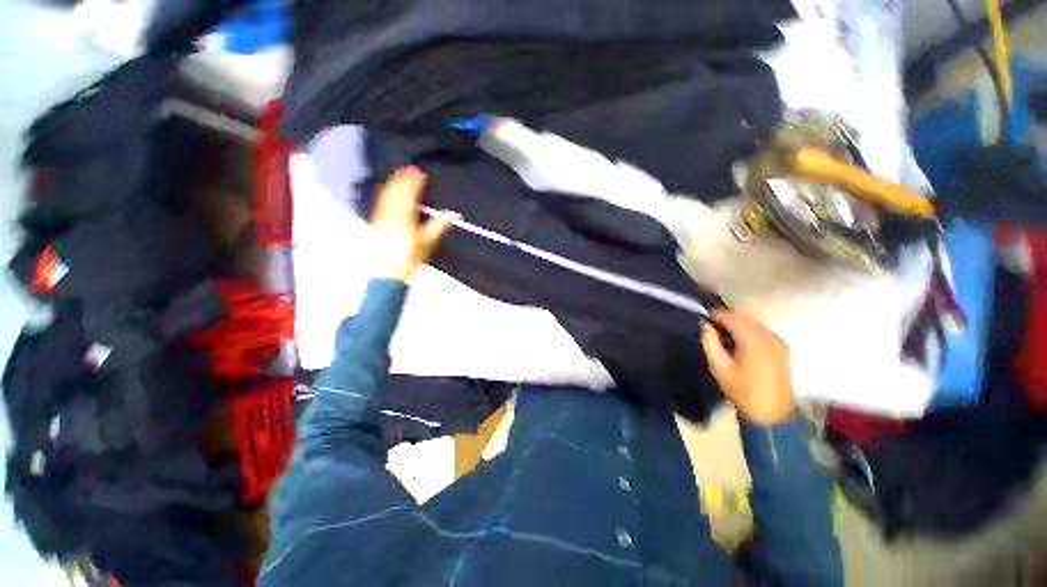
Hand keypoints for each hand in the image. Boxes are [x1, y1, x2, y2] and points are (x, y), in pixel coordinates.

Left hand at [371, 167, 457, 280]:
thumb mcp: (428, 243)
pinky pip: (380, 205)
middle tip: (408, 169)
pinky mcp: (376, 225)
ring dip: (392, 185)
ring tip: (399, 177)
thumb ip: (439, 226)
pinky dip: (385, 195)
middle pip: (395, 193)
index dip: (414, 183)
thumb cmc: (409, 258)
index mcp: (404, 217)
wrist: (388, 273)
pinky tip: (387, 194)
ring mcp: (381, 219)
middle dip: (402, 180)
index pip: (409, 195)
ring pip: (386, 197)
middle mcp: (390, 214)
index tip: (420, 173)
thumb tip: (454, 214)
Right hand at [701, 309, 793, 424]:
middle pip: (745, 317)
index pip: (732, 317)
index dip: (717, 314)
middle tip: (712, 323)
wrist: (771, 413)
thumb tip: (705, 326)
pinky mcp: (782, 349)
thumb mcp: (719, 367)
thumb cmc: (741, 390)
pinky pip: (763, 330)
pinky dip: (749, 329)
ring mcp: (778, 342)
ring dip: (739, 322)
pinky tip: (740, 338)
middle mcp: (768, 337)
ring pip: (755, 322)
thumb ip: (710, 343)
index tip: (704, 316)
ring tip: (723, 329)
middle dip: (728, 316)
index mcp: (753, 341)